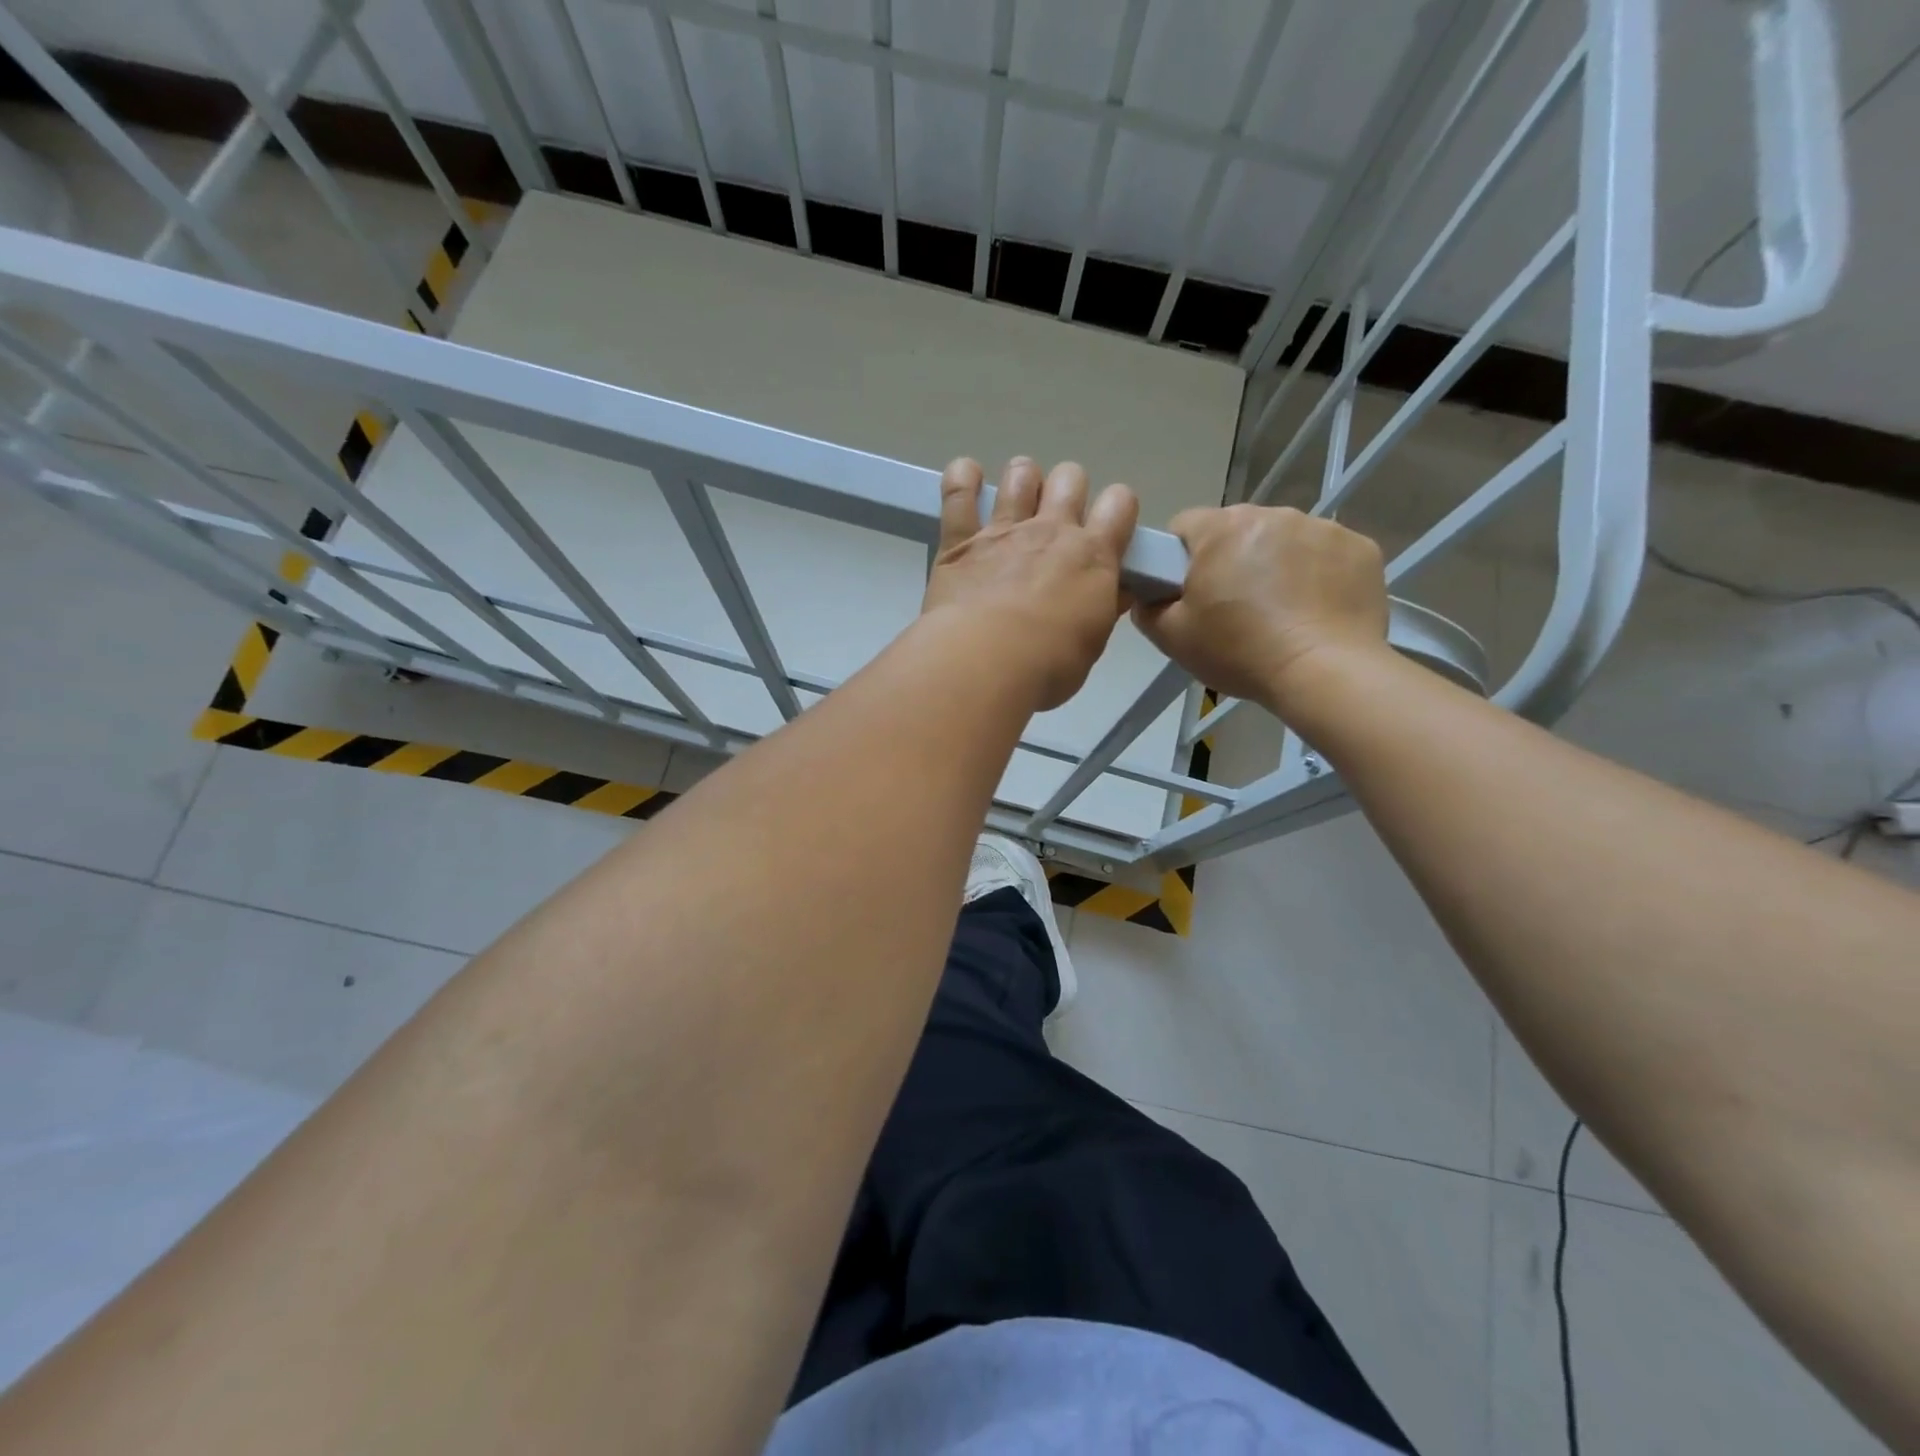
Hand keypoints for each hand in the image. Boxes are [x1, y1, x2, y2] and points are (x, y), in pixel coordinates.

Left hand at [922, 457, 1138, 710]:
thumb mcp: (1090, 645)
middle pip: (1070, 478)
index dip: (1117, 509)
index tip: (1108, 528)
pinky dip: (961, 479)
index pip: (1120, 504)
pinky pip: (958, 491)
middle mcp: (1051, 531)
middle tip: (1057, 519)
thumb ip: (1102, 610)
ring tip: (1016, 499)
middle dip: (1068, 490)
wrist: (985, 662)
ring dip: (1022, 479)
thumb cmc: (1047, 665)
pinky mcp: (960, 540)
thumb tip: (1115, 593)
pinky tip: (966, 476)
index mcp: (1093, 556)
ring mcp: (1004, 530)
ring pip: (1021, 474)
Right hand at [1132, 504, 1388, 713]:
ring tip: (1279, 613)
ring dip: (1275, 564)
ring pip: (1283, 540)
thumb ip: (1148, 608)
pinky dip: (1317, 575)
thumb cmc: (1240, 651)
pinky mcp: (1360, 547)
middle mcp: (1272, 514)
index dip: (1179, 559)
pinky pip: (1326, 554)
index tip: (1188, 592)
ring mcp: (1322, 527)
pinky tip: (1314, 611)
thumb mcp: (1173, 638)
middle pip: (1237, 530)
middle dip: (1231, 560)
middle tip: (1233, 609)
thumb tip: (1148, 596)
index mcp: (1221, 529)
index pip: (1184, 526)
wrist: (1324, 672)